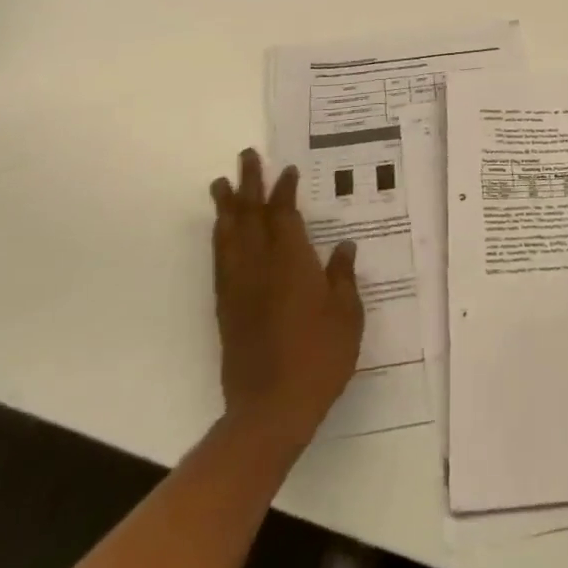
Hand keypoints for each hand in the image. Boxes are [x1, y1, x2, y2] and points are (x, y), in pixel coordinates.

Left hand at [211, 148, 363, 450]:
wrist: (270, 410)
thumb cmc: (319, 358)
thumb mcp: (347, 315)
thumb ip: (342, 277)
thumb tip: (343, 247)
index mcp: (291, 262)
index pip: (284, 214)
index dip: (283, 190)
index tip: (286, 170)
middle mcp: (260, 266)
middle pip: (250, 216)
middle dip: (248, 184)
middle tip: (245, 157)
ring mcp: (239, 287)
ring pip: (228, 236)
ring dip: (226, 208)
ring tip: (221, 185)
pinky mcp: (227, 309)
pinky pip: (221, 261)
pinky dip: (220, 239)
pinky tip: (222, 234)